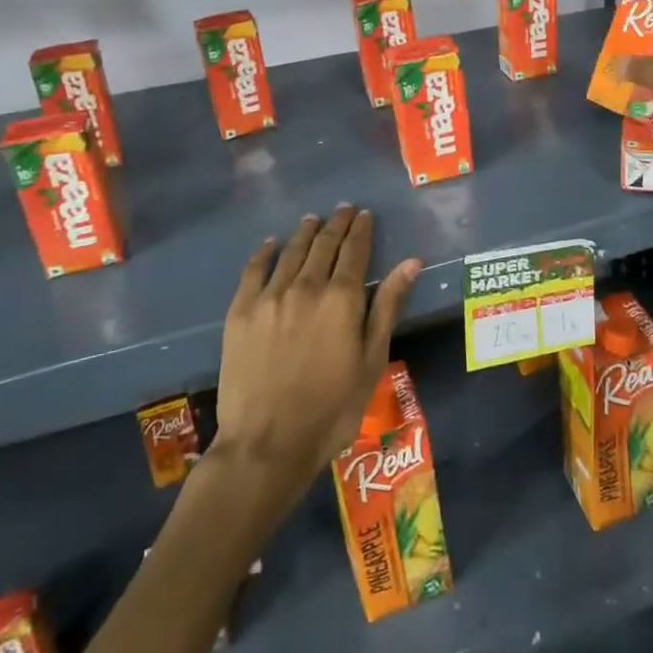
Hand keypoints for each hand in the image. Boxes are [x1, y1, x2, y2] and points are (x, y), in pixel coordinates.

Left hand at [212, 206, 420, 507]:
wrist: (267, 443)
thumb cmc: (332, 408)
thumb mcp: (371, 361)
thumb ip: (387, 307)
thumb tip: (411, 262)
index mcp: (341, 298)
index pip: (354, 251)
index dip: (361, 230)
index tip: (365, 214)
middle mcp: (306, 286)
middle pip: (323, 245)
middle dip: (336, 224)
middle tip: (343, 210)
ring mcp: (269, 296)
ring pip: (291, 252)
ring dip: (305, 232)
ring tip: (312, 219)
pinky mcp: (241, 311)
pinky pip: (254, 270)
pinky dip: (265, 252)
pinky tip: (271, 244)